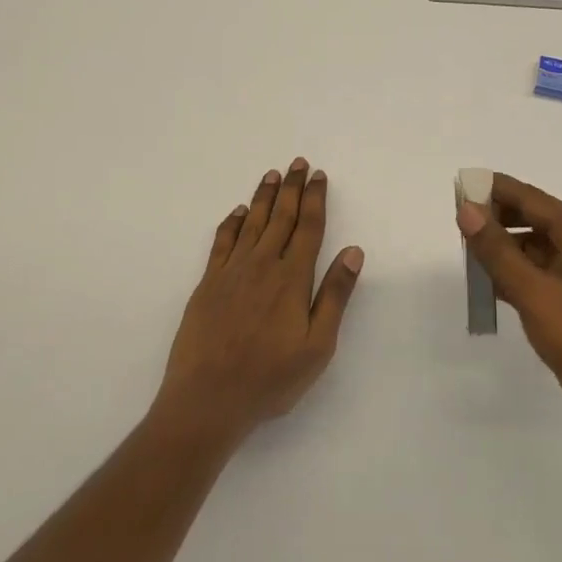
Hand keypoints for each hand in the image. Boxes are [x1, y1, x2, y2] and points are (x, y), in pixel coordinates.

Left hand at [154, 158, 362, 446]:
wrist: (207, 398)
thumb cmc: (270, 379)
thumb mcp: (317, 346)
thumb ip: (335, 295)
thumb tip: (353, 251)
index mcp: (292, 278)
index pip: (308, 227)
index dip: (315, 199)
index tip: (319, 176)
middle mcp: (262, 265)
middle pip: (281, 217)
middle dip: (292, 188)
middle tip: (298, 163)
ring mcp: (231, 272)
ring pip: (252, 223)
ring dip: (264, 197)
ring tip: (272, 175)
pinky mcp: (207, 283)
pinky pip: (222, 242)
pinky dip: (231, 222)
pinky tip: (238, 212)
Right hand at [457, 175, 561, 458]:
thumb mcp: (537, 295)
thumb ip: (498, 252)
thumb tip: (466, 210)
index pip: (532, 199)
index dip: (494, 190)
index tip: (458, 186)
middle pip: (531, 220)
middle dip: (495, 219)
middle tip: (455, 223)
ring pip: (531, 249)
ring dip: (500, 250)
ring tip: (464, 253)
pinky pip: (535, 275)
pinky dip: (510, 275)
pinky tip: (484, 284)